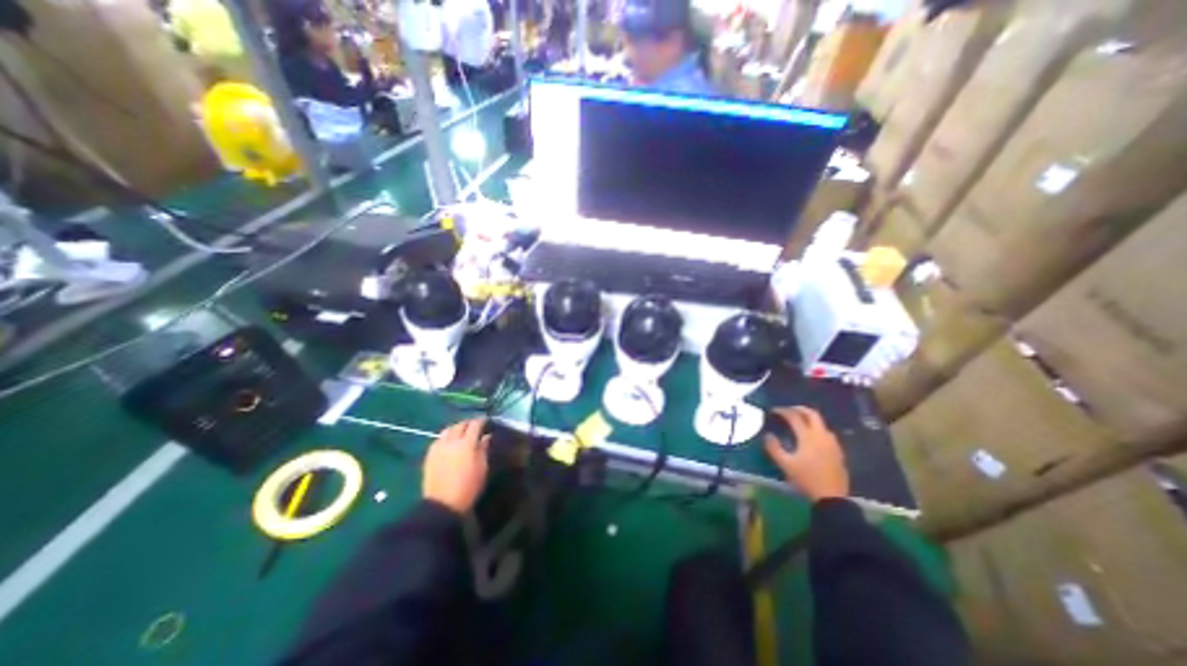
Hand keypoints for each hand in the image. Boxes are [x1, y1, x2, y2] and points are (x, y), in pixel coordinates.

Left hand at [424, 416, 489, 513]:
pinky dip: (446, 436)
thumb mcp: (482, 468)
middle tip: (475, 426)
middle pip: (460, 425)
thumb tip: (486, 437)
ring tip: (461, 432)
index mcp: (467, 444)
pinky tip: (449, 442)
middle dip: (468, 423)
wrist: (443, 504)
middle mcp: (452, 441)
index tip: (486, 421)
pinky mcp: (429, 455)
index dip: (481, 421)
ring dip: (456, 428)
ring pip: (448, 430)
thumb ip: (483, 449)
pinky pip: (439, 439)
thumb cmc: (468, 487)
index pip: (475, 425)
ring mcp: (439, 447)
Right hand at [765, 407, 848, 498]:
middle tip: (789, 410)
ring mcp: (832, 444)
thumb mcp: (785, 464)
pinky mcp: (838, 452)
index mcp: (808, 437)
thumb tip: (768, 435)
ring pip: (822, 423)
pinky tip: (813, 438)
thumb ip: (774, 448)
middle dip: (799, 409)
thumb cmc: (806, 479)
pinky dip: (817, 429)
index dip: (783, 411)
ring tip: (800, 422)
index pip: (794, 417)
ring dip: (810, 419)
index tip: (774, 410)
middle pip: (812, 414)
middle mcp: (821, 436)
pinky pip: (827, 434)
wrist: (832, 498)